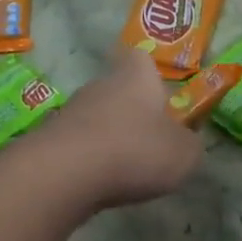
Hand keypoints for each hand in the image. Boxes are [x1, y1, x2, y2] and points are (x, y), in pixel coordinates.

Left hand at [37, 47, 202, 209]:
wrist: (64, 173)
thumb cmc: (135, 151)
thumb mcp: (184, 154)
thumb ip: (190, 145)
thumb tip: (185, 142)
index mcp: (136, 76)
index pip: (141, 59)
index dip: (151, 74)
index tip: (161, 96)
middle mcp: (101, 85)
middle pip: (119, 91)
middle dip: (133, 113)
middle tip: (150, 143)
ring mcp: (71, 111)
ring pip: (98, 119)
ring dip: (111, 138)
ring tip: (126, 170)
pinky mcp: (51, 139)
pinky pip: (80, 145)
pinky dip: (90, 160)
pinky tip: (100, 182)